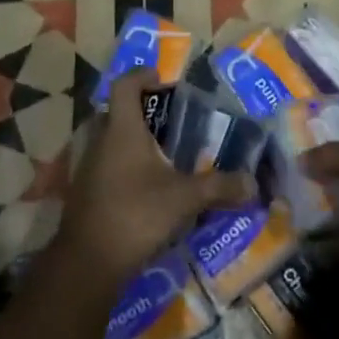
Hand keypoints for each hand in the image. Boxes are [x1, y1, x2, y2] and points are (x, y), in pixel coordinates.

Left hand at [58, 71, 249, 287]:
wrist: (87, 262)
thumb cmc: (136, 214)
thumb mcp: (184, 199)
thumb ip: (219, 187)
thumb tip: (252, 183)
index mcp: (122, 130)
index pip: (125, 86)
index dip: (141, 75)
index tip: (161, 79)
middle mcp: (100, 141)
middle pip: (117, 112)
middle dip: (142, 111)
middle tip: (171, 120)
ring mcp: (88, 168)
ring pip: (110, 141)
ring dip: (133, 141)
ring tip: (164, 153)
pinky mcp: (85, 192)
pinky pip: (107, 165)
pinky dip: (126, 166)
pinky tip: (148, 186)